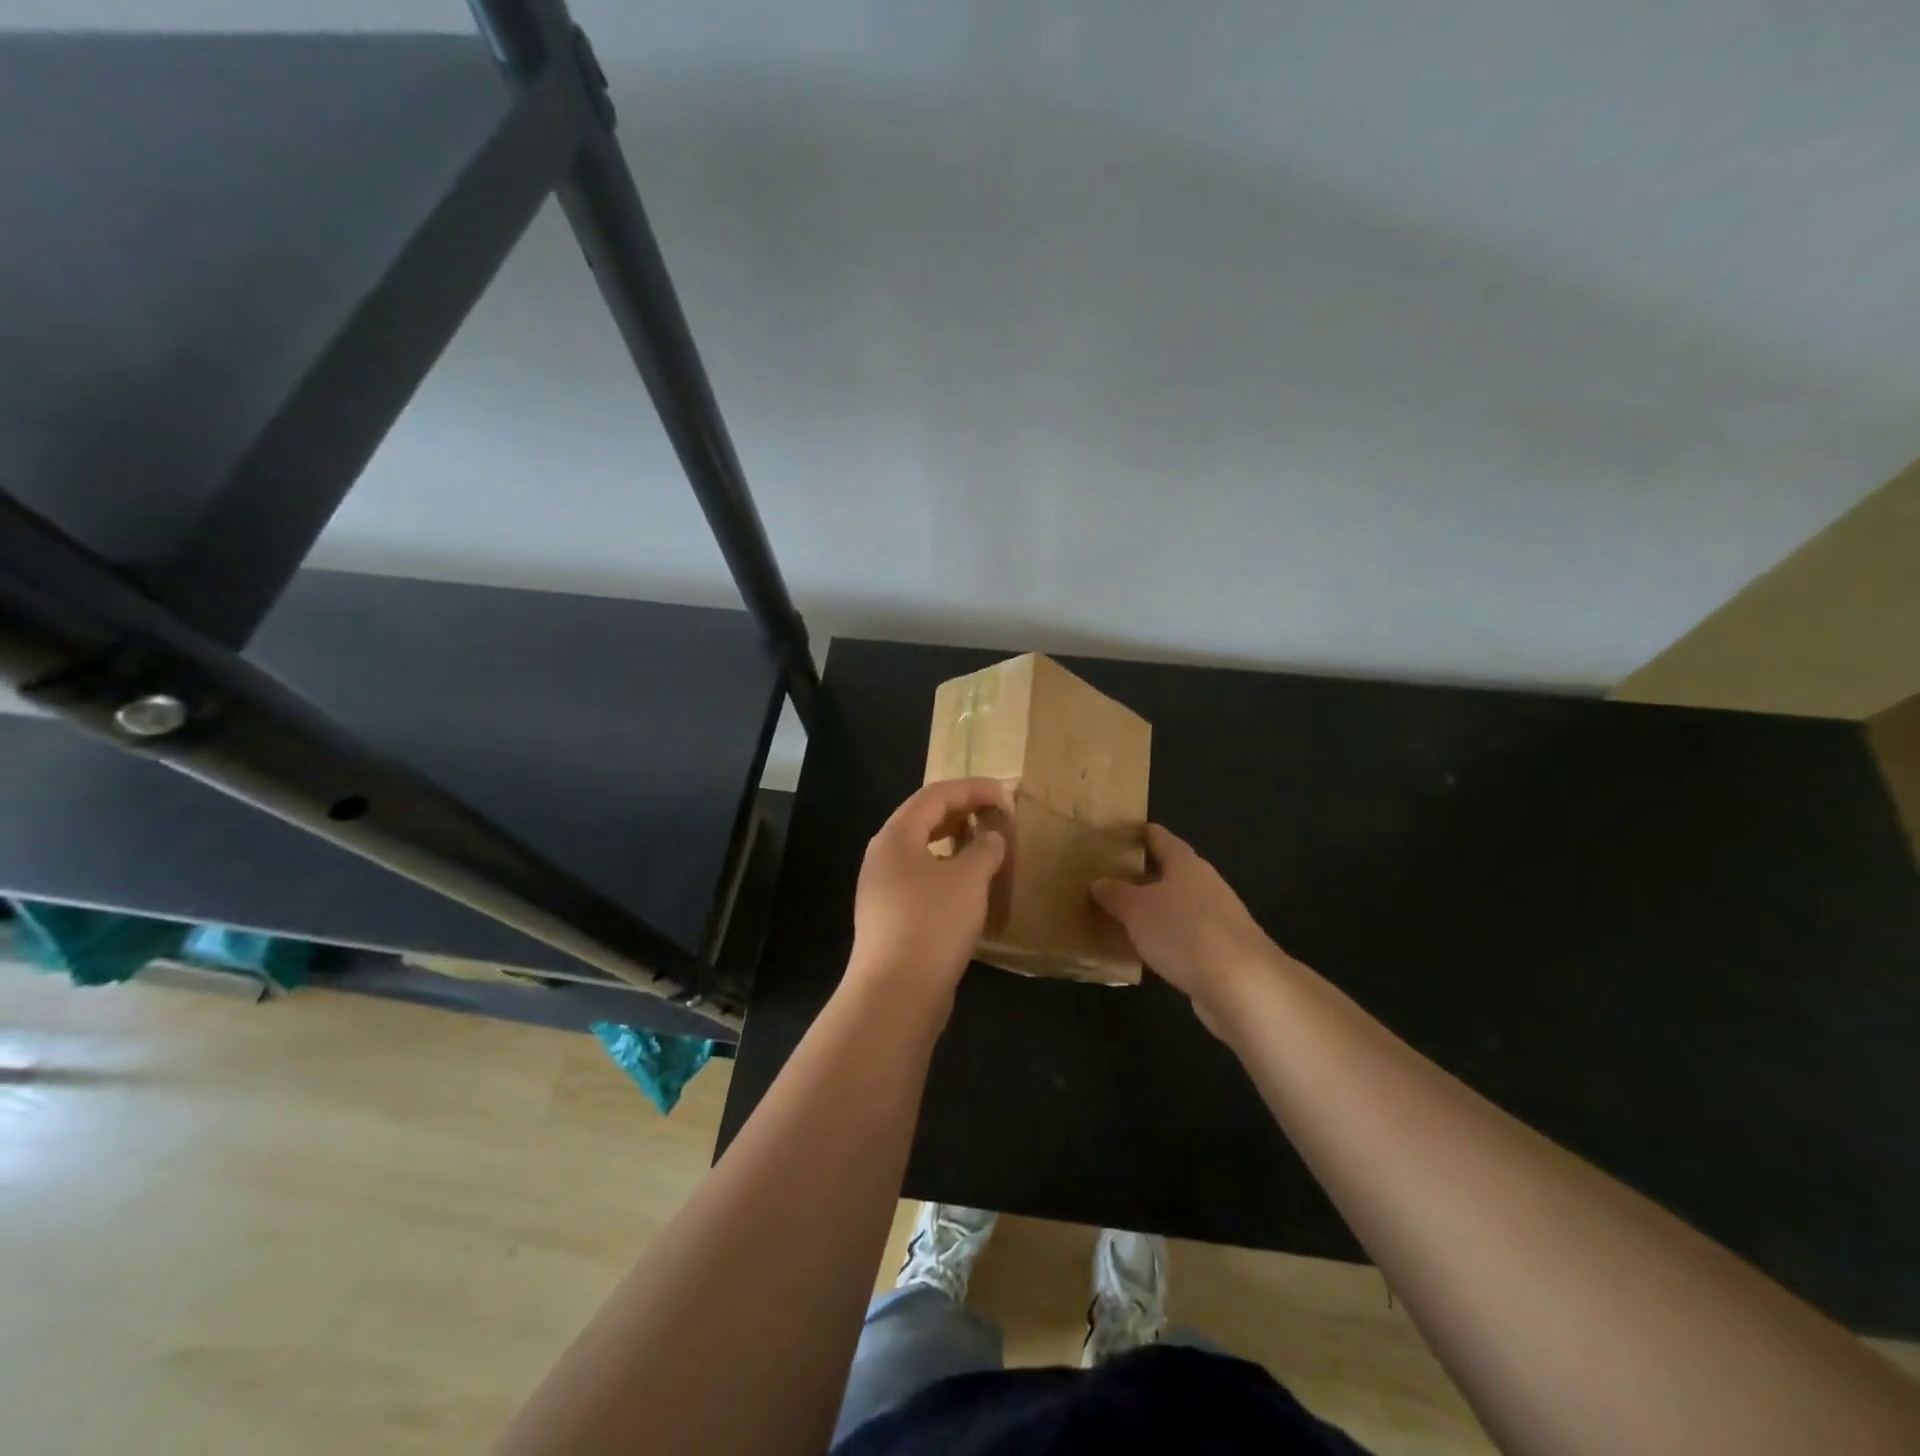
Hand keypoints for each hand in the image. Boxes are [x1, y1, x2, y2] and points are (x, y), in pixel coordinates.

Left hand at [847, 778, 1011, 1005]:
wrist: (896, 993)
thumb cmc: (933, 924)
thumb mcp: (969, 880)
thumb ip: (985, 849)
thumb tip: (992, 837)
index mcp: (896, 836)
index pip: (936, 795)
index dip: (973, 788)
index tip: (1007, 792)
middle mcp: (883, 855)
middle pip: (924, 818)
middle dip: (963, 810)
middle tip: (998, 813)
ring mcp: (883, 887)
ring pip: (922, 849)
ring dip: (955, 840)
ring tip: (987, 843)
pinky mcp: (890, 916)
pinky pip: (921, 876)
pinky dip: (947, 868)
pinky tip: (969, 883)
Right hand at [1092, 825, 1289, 1032]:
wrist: (1244, 986)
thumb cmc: (1185, 932)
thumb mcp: (1137, 910)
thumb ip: (1115, 894)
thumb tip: (1099, 883)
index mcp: (1187, 864)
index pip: (1160, 838)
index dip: (1139, 833)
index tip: (1117, 832)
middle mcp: (1206, 885)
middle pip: (1171, 873)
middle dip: (1143, 875)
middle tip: (1108, 878)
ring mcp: (1218, 921)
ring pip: (1178, 908)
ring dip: (1154, 911)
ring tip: (1121, 916)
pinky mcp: (1223, 954)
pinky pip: (1185, 939)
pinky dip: (1166, 941)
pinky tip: (1146, 952)